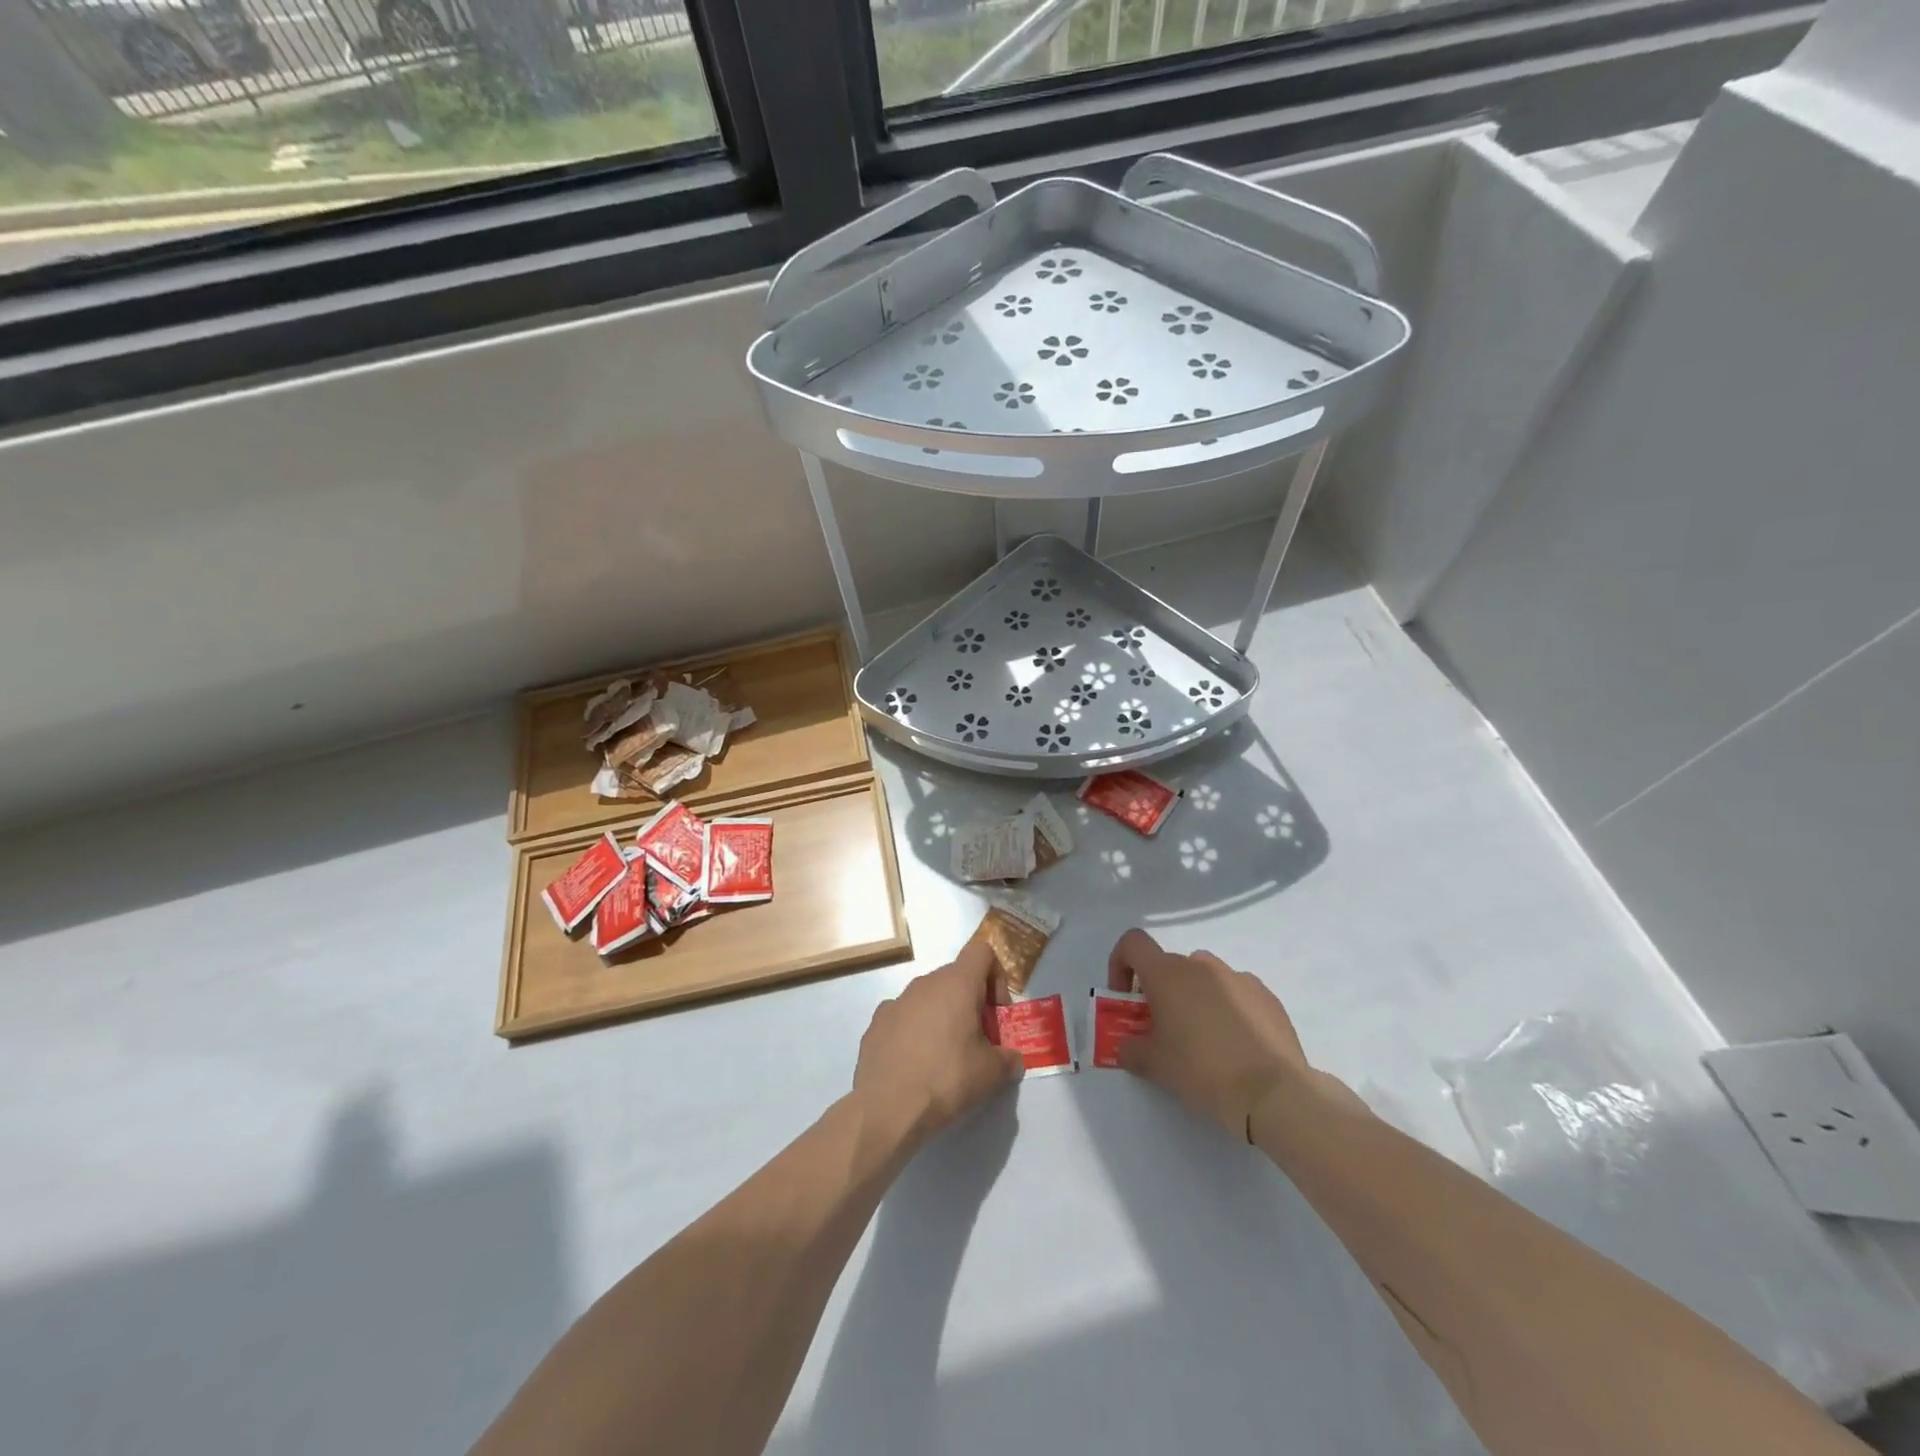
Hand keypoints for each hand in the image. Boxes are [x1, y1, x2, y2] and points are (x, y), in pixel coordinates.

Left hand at [853, 939, 1024, 1153]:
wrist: (887, 1107)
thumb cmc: (947, 1079)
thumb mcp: (991, 1073)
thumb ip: (1008, 1059)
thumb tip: (1012, 1059)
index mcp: (957, 984)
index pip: (982, 951)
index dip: (996, 975)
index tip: (996, 1011)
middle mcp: (925, 982)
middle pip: (956, 977)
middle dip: (971, 1002)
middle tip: (977, 1040)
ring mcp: (897, 1000)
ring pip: (929, 997)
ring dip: (942, 1016)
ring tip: (945, 1056)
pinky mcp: (876, 1022)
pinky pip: (904, 1016)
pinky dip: (914, 1030)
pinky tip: (915, 1063)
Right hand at [1107, 929, 1312, 1138]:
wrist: (1274, 1093)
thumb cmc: (1202, 1070)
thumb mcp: (1154, 1065)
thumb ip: (1131, 1048)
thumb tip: (1127, 1045)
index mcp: (1168, 973)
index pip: (1133, 943)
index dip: (1121, 964)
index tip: (1126, 998)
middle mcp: (1201, 965)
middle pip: (1169, 966)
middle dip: (1160, 992)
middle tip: (1164, 1031)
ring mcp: (1238, 977)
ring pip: (1204, 979)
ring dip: (1195, 999)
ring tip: (1203, 1040)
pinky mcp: (1267, 996)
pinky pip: (1236, 993)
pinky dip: (1228, 1010)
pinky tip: (1236, 1046)